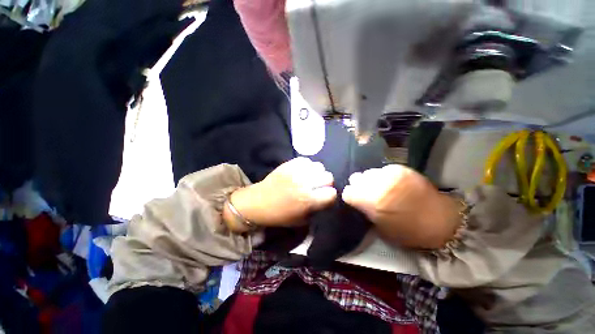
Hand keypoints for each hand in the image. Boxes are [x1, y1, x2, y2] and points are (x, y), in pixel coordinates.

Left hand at [225, 157, 336, 230]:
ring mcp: (296, 171)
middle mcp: (305, 183)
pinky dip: (307, 166)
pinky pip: (306, 160)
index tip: (325, 197)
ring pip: (319, 166)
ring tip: (310, 178)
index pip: (332, 193)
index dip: (330, 196)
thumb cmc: (279, 215)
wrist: (258, 202)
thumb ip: (317, 209)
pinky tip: (302, 172)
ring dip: (317, 173)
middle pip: (328, 177)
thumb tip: (326, 199)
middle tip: (318, 187)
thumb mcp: (301, 220)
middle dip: (326, 183)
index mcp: (308, 200)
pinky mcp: (289, 164)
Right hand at [342, 165, 460, 248]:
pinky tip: (392, 183)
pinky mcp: (401, 169)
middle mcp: (377, 184)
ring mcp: (390, 174)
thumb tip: (358, 200)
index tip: (355, 200)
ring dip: (371, 180)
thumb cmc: (408, 231)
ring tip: (381, 187)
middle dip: (358, 185)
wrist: (441, 220)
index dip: (350, 196)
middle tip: (367, 192)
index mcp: (371, 201)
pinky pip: (383, 170)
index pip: (347, 192)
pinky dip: (384, 176)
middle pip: (355, 178)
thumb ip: (365, 210)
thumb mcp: (380, 228)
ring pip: (368, 172)